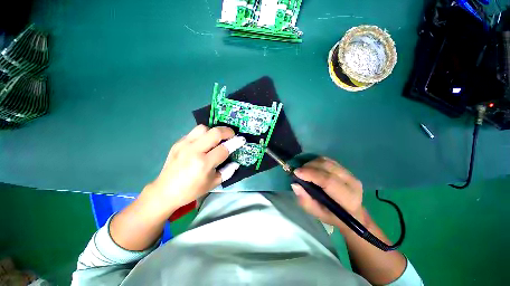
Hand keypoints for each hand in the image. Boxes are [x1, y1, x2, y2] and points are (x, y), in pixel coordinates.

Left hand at [139, 125, 244, 217]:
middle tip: (232, 135)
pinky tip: (204, 142)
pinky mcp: (178, 143)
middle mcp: (194, 151)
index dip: (235, 143)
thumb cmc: (192, 190)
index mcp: (203, 164)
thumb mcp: (213, 183)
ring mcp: (184, 145)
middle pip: (214, 133)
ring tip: (217, 138)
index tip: (241, 140)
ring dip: (214, 131)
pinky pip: (194, 132)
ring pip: (203, 128)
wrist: (165, 191)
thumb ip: (227, 171)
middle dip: (227, 131)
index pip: (224, 149)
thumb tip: (236, 162)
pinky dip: (203, 134)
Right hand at [291, 157, 366, 231]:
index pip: (328, 180)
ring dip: (312, 163)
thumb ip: (306, 201)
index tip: (296, 172)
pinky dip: (317, 161)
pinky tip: (311, 167)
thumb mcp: (318, 214)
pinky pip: (328, 160)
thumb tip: (295, 184)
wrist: (352, 214)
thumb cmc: (333, 216)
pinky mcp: (346, 169)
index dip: (311, 174)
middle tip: (298, 171)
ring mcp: (350, 174)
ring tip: (303, 170)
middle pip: (327, 167)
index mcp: (347, 198)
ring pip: (327, 161)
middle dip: (309, 166)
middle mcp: (352, 183)